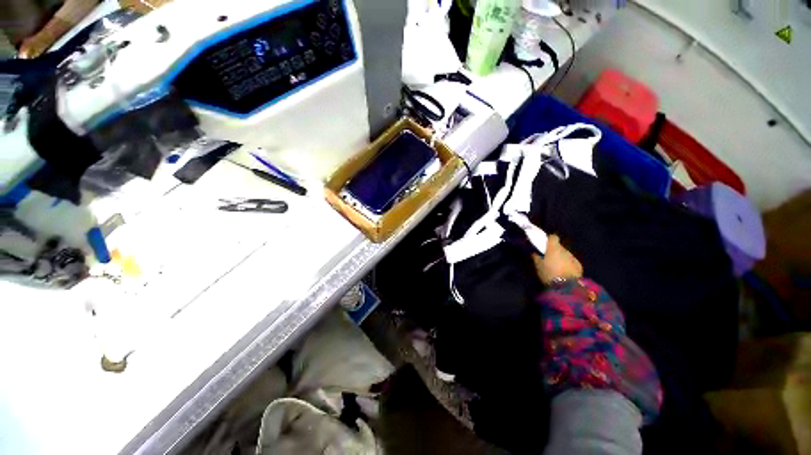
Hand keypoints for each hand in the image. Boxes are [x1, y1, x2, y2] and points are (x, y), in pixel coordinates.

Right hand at [531, 234, 582, 284]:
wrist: (566, 287)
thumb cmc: (549, 273)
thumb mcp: (538, 265)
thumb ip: (536, 256)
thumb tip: (535, 252)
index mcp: (554, 248)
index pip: (553, 237)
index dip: (548, 240)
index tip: (544, 245)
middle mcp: (565, 250)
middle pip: (559, 247)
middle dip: (554, 251)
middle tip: (548, 258)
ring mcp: (573, 258)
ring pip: (565, 254)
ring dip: (561, 258)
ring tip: (556, 266)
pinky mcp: (579, 266)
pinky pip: (571, 262)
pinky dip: (567, 264)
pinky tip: (564, 272)